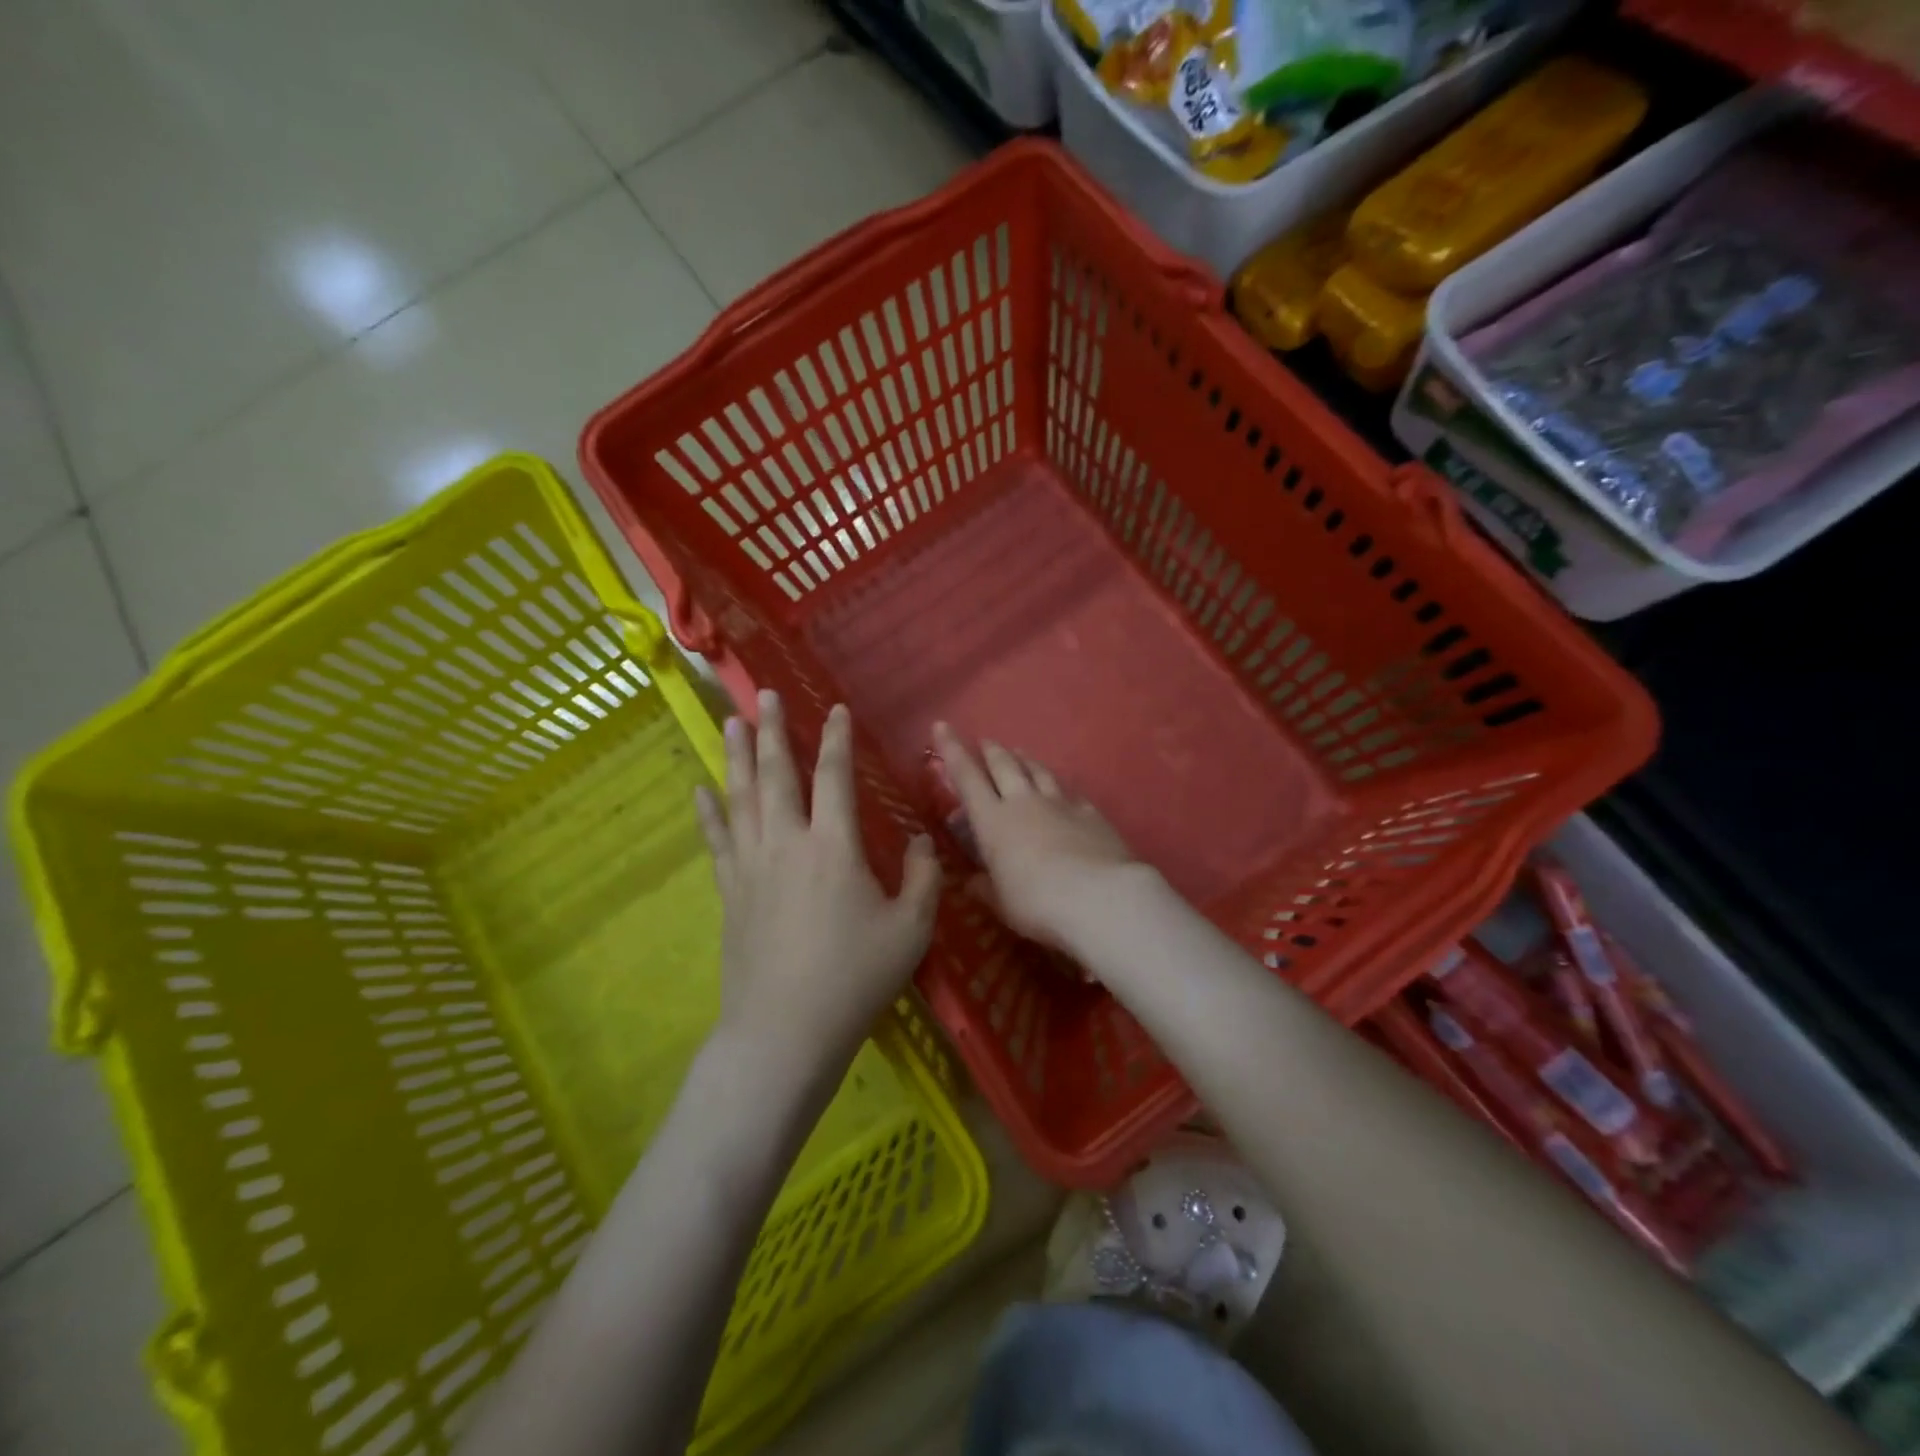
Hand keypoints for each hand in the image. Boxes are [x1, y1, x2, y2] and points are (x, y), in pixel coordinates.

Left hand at [695, 692, 940, 1077]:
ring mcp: (752, 866)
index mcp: (834, 846)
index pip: (834, 777)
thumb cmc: (855, 978)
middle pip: (776, 774)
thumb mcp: (911, 930)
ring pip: (741, 797)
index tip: (835, 710)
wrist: (785, 1031)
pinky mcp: (730, 892)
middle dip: (773, 731)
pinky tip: (701, 789)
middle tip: (765, 695)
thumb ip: (923, 878)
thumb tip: (923, 842)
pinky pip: (718, 840)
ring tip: (731, 721)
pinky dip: (709, 812)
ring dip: (736, 756)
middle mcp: (787, 843)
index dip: (836, 739)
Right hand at [931, 723, 1141, 953]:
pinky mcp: (1090, 813)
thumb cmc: (1037, 903)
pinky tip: (1062, 787)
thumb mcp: (1001, 903)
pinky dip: (1060, 785)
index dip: (951, 750)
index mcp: (993, 822)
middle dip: (991, 751)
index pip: (966, 778)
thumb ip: (985, 888)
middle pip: (1004, 765)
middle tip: (985, 742)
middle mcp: (1024, 803)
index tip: (942, 726)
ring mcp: (1060, 804)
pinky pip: (1070, 791)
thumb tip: (971, 882)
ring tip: (1019, 752)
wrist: (1099, 897)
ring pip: (1038, 771)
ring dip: (1025, 759)